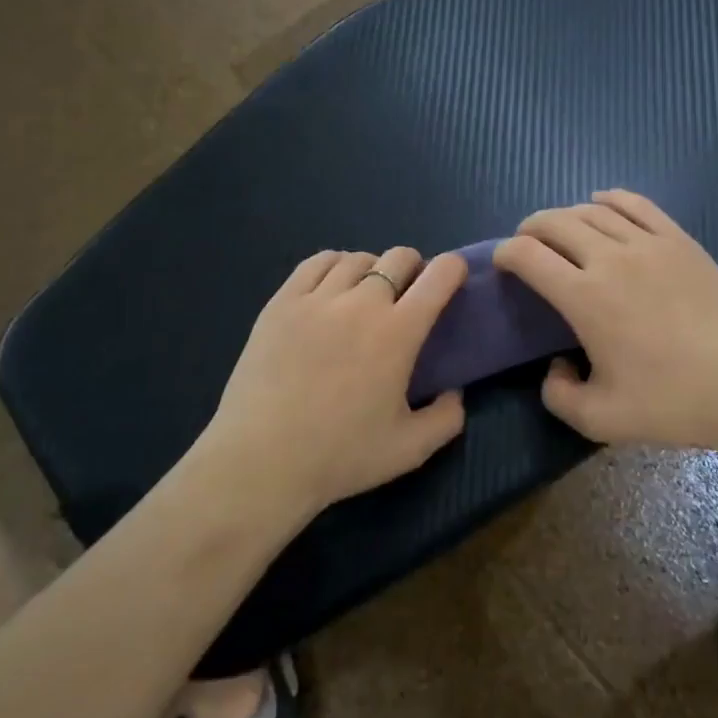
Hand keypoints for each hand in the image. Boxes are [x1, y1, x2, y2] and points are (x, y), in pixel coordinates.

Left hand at [201, 247, 467, 515]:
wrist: (262, 460)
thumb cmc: (340, 456)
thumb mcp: (410, 450)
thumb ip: (446, 418)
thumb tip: (455, 392)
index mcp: (398, 332)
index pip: (439, 276)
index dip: (454, 268)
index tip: (453, 279)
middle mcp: (361, 303)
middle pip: (399, 257)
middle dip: (414, 268)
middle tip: (408, 296)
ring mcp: (317, 298)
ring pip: (357, 258)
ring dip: (373, 268)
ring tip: (367, 292)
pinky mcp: (282, 302)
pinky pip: (316, 263)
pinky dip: (334, 265)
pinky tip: (332, 286)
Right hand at [493, 191, 717, 449]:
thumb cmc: (673, 403)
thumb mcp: (600, 419)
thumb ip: (558, 395)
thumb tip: (554, 366)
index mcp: (585, 298)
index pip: (527, 255)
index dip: (504, 253)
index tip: (502, 264)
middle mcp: (610, 259)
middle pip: (555, 223)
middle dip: (530, 229)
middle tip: (526, 245)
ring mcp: (649, 243)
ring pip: (592, 210)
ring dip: (566, 215)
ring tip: (560, 229)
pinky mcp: (679, 240)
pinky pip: (636, 204)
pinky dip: (610, 199)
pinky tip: (602, 203)